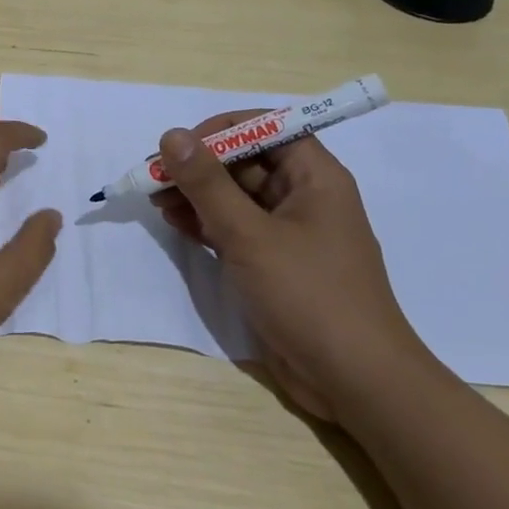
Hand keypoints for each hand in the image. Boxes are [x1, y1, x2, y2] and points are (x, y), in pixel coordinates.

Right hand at [151, 115, 433, 422]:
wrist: (354, 382)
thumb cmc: (309, 296)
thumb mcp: (250, 235)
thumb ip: (207, 184)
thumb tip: (171, 135)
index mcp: (315, 177)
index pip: (266, 127)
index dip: (221, 130)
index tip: (180, 147)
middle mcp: (303, 196)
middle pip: (245, 161)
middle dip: (198, 165)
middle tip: (153, 176)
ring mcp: (287, 231)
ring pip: (234, 195)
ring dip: (195, 193)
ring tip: (154, 198)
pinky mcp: (272, 262)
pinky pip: (233, 227)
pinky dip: (203, 221)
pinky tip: (172, 221)